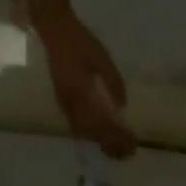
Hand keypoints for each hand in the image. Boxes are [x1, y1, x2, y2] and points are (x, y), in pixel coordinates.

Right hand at [35, 9, 134, 157]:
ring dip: (100, 143)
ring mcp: (65, 105)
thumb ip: (113, 82)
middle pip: (92, 133)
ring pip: (84, 133)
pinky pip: (76, 126)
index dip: (116, 135)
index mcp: (81, 92)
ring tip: (116, 150)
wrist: (54, 32)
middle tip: (126, 153)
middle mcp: (72, 104)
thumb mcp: (102, 58)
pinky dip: (90, 135)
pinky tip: (100, 138)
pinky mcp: (63, 103)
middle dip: (110, 144)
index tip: (130, 142)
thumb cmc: (80, 42)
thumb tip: (122, 106)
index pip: (101, 122)